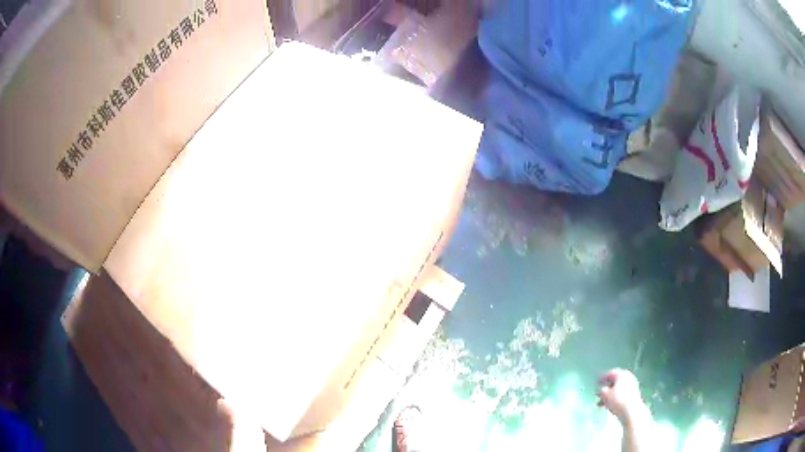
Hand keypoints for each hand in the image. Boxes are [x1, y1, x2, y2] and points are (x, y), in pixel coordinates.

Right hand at [596, 369, 646, 424]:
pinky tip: (607, 406)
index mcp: (622, 374)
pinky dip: (614, 399)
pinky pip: (621, 395)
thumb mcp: (606, 395)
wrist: (631, 410)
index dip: (602, 378)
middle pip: (614, 382)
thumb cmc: (618, 400)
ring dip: (608, 396)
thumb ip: (602, 390)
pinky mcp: (632, 395)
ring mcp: (631, 386)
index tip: (596, 382)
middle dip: (605, 389)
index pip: (611, 373)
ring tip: (600, 403)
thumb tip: (602, 389)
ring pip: (617, 390)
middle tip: (598, 394)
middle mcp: (628, 378)